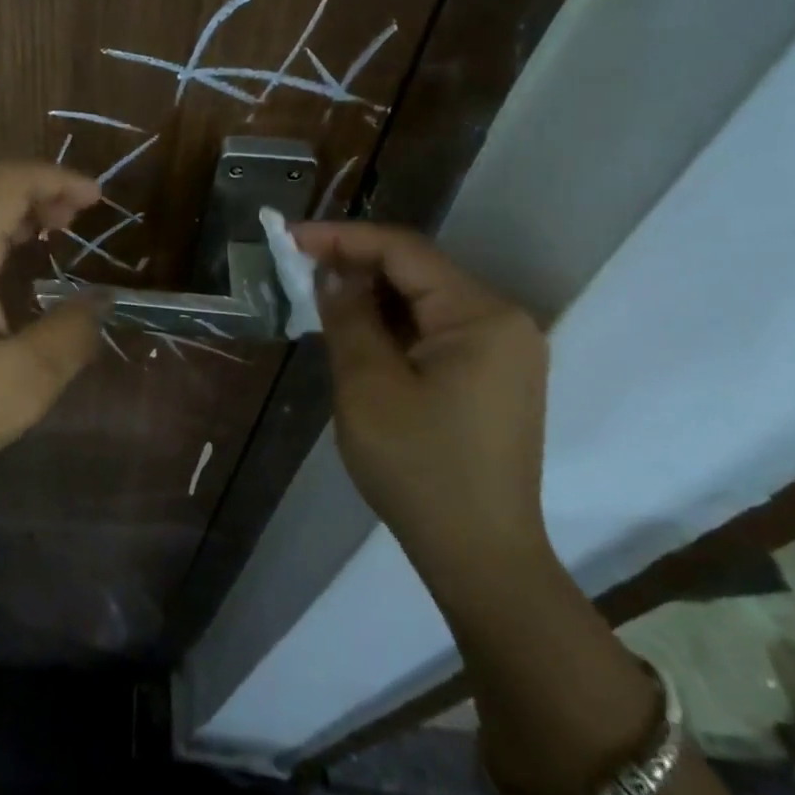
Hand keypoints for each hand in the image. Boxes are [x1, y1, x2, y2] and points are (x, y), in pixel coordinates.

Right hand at [289, 221, 550, 588]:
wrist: (479, 555)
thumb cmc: (418, 467)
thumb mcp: (367, 385)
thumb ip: (347, 316)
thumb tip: (332, 273)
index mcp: (481, 316)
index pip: (404, 252)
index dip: (343, 238)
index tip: (289, 238)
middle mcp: (504, 321)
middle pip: (419, 272)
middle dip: (355, 265)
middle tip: (296, 268)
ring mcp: (504, 351)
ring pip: (425, 301)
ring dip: (372, 296)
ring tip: (317, 298)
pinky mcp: (495, 377)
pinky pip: (437, 331)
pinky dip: (393, 326)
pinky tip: (357, 334)